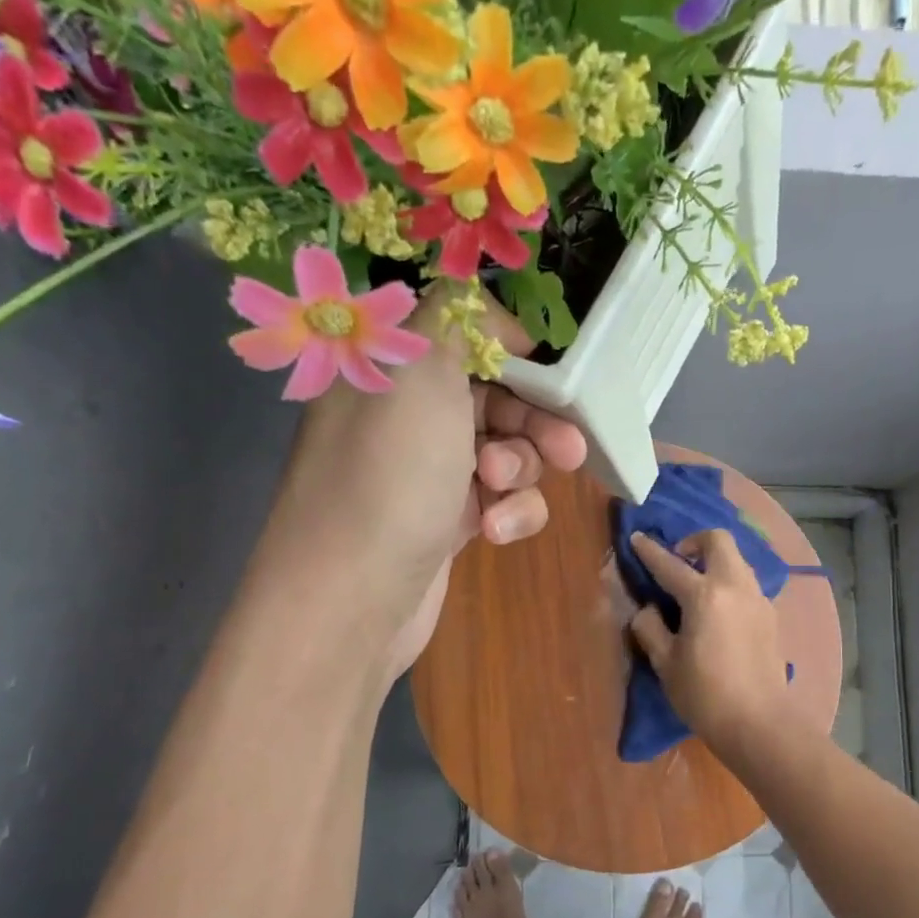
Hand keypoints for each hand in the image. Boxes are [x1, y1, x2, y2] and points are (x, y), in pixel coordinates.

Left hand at [272, 283, 586, 678]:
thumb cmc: (389, 476)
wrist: (351, 601)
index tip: (550, 370)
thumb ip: (458, 315)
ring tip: (500, 494)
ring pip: (506, 451)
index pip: (461, 332)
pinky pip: (500, 501)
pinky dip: (509, 514)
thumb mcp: (420, 371)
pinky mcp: (448, 521)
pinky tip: (494, 533)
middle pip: (495, 395)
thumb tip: (494, 317)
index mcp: (388, 365)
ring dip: (520, 471)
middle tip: (567, 449)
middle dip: (535, 421)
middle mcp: (406, 413)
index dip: (512, 347)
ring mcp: (427, 471)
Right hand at [627, 530, 794, 749]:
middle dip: (694, 541)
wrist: (759, 722)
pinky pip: (747, 583)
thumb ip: (650, 627)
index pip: (670, 564)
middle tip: (677, 561)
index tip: (637, 538)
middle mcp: (735, 586)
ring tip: (697, 585)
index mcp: (704, 595)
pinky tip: (719, 609)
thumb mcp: (665, 663)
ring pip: (737, 560)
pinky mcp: (770, 615)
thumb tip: (648, 609)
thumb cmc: (704, 695)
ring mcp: (758, 598)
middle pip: (718, 541)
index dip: (649, 551)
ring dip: (715, 560)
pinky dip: (729, 581)